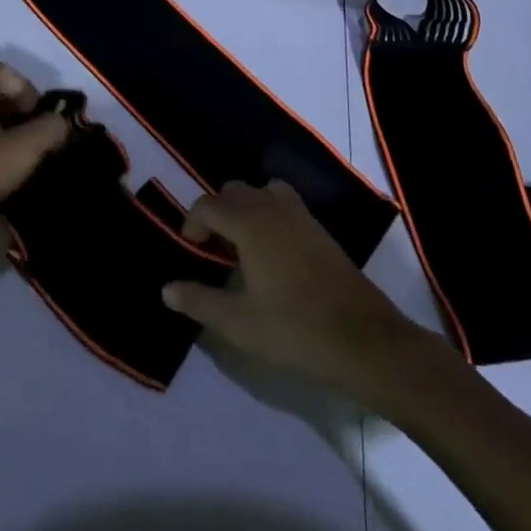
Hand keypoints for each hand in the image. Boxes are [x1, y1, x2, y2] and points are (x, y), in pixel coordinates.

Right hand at [161, 180, 434, 399]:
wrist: (363, 340)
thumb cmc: (294, 330)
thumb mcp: (238, 324)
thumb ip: (199, 301)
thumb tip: (167, 288)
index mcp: (250, 223)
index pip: (208, 205)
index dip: (191, 224)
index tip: (190, 253)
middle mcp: (273, 208)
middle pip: (234, 191)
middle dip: (216, 213)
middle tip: (212, 252)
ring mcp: (301, 215)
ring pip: (262, 192)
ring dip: (245, 210)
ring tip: (241, 249)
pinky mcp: (319, 230)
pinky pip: (284, 205)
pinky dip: (268, 215)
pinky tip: (271, 256)